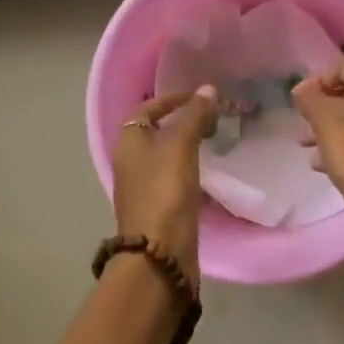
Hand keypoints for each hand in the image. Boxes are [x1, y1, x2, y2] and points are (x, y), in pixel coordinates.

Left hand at [111, 87, 217, 283]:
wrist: (159, 255)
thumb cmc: (165, 192)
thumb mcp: (181, 146)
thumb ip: (194, 116)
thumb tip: (208, 89)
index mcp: (129, 141)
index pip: (148, 107)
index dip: (173, 98)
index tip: (201, 97)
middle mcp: (130, 161)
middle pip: (156, 130)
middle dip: (183, 121)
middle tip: (212, 118)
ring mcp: (143, 187)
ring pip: (165, 155)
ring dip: (187, 145)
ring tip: (214, 140)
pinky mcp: (158, 208)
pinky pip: (174, 177)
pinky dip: (190, 168)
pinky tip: (209, 172)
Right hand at [291, 55, 343, 227]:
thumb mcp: (324, 123)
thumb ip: (309, 99)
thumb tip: (302, 88)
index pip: (340, 66)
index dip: (315, 82)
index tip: (299, 104)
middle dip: (325, 108)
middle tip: (305, 126)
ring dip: (336, 127)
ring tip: (312, 148)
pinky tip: (332, 163)